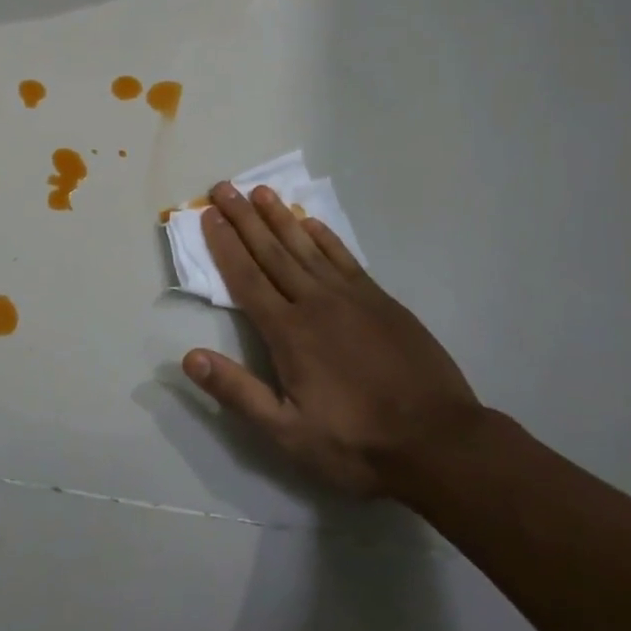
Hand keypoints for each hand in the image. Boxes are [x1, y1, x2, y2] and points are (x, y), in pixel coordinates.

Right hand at [182, 182, 484, 497]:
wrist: (440, 442)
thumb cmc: (357, 443)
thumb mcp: (288, 433)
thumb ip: (238, 392)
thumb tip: (190, 357)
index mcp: (289, 332)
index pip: (246, 278)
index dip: (224, 245)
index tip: (208, 215)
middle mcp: (315, 303)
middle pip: (272, 252)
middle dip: (245, 218)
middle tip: (224, 187)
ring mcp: (352, 297)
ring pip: (307, 247)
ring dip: (280, 218)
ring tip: (260, 190)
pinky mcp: (381, 301)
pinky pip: (345, 258)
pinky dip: (324, 237)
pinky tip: (311, 223)